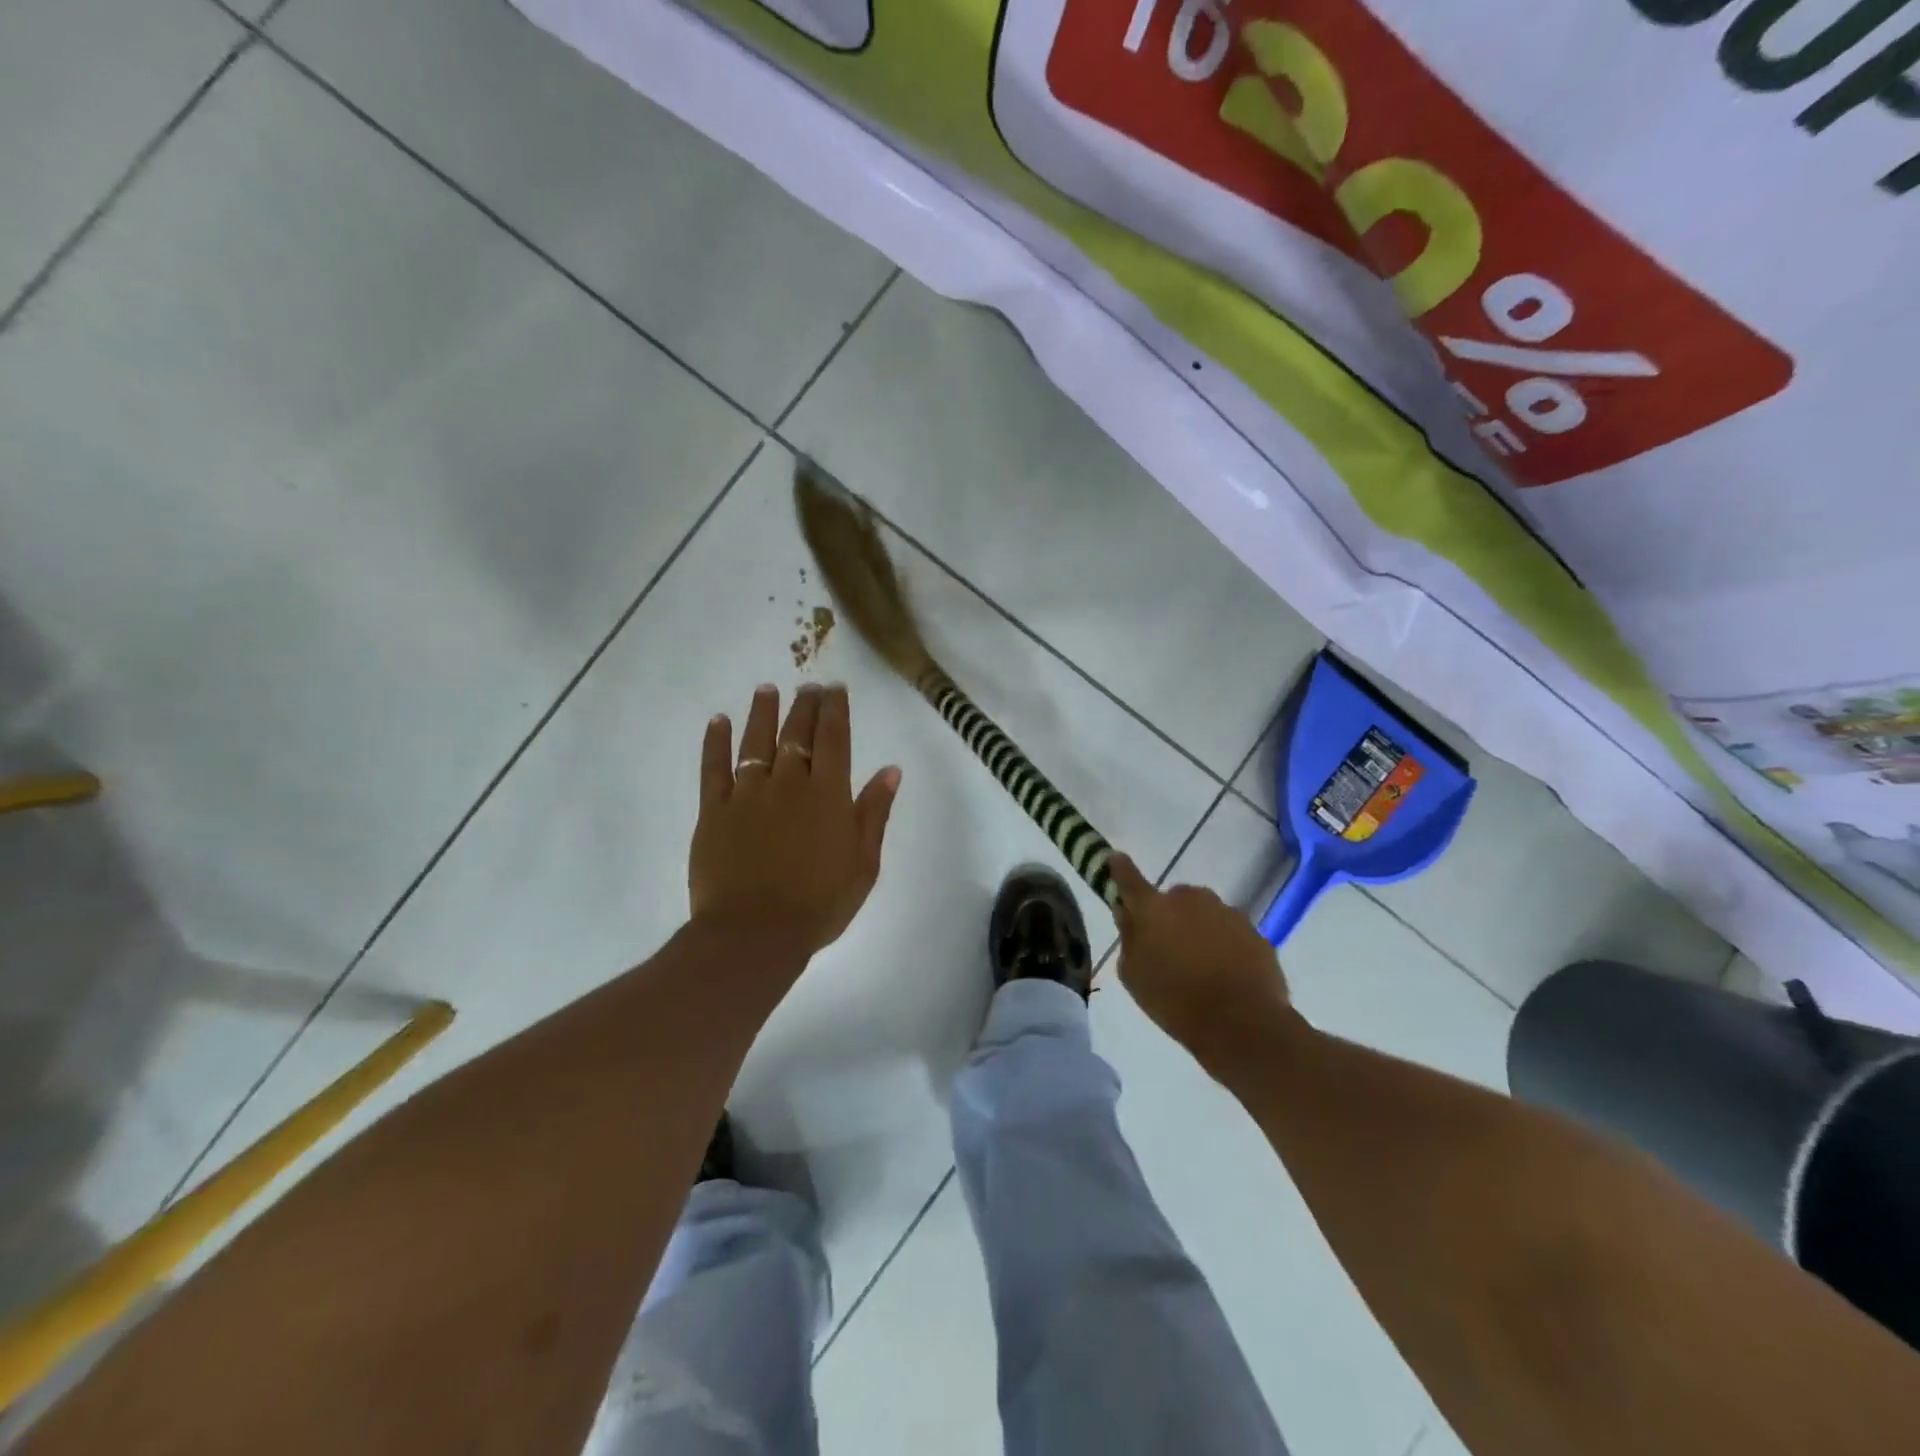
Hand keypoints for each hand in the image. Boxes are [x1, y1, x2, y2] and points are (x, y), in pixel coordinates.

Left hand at [690, 684, 900, 960]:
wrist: (755, 934)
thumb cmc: (820, 904)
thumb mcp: (863, 863)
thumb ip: (874, 813)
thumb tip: (890, 770)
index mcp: (828, 794)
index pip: (834, 738)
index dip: (835, 710)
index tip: (835, 688)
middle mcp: (788, 783)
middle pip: (797, 734)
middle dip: (804, 705)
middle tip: (807, 685)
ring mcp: (747, 794)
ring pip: (755, 741)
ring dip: (762, 713)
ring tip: (766, 689)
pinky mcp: (713, 811)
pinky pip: (713, 768)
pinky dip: (715, 742)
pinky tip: (717, 721)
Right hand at [1108, 854, 1293, 1063]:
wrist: (1242, 1024)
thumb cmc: (1175, 1001)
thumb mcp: (1133, 975)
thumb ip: (1129, 938)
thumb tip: (1128, 914)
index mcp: (1154, 908)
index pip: (1129, 879)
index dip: (1119, 868)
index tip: (1114, 858)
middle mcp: (1191, 899)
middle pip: (1174, 899)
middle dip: (1169, 916)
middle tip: (1168, 949)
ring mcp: (1228, 913)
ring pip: (1205, 915)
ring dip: (1199, 931)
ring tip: (1201, 969)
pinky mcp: (1256, 932)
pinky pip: (1231, 933)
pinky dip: (1225, 947)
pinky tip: (1226, 976)